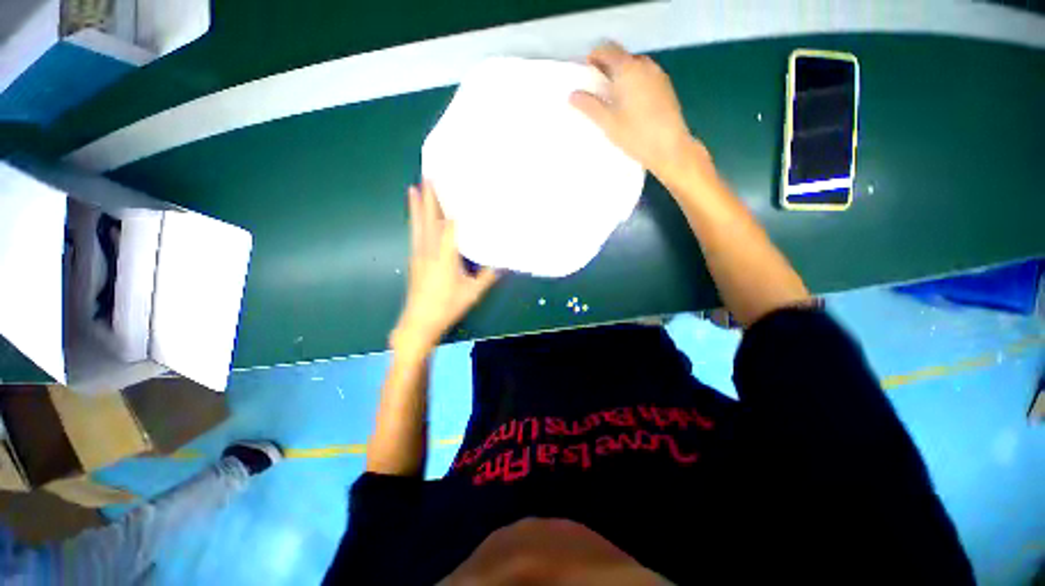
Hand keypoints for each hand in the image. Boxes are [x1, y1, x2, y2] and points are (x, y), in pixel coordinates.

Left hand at [391, 181, 498, 354]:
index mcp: (445, 255)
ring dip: (418, 205)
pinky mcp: (414, 260)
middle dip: (429, 197)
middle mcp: (429, 250)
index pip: (450, 225)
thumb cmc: (446, 307)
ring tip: (415, 187)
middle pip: (429, 218)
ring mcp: (418, 254)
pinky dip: (415, 221)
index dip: (454, 207)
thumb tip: (503, 264)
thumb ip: (487, 277)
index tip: (457, 190)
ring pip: (418, 224)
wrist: (418, 322)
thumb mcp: (472, 293)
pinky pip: (414, 234)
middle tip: (427, 175)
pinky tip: (415, 217)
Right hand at [570, 42, 709, 182]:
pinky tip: (629, 102)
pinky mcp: (665, 86)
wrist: (669, 148)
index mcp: (628, 69)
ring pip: (634, 65)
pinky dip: (633, 81)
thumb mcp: (608, 122)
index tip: (584, 73)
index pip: (607, 50)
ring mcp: (658, 74)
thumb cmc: (636, 135)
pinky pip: (645, 75)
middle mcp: (644, 65)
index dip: (593, 58)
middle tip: (596, 87)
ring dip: (621, 74)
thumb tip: (572, 94)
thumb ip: (589, 106)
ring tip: (611, 96)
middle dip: (607, 67)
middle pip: (621, 56)